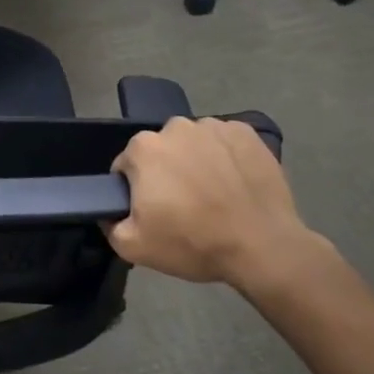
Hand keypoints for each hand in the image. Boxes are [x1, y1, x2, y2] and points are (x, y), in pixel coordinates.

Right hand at [108, 117, 324, 294]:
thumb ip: (110, 225)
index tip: (153, 211)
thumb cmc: (194, 242)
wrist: (263, 246)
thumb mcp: (135, 247)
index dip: (136, 190)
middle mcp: (175, 127)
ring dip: (197, 162)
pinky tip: (236, 184)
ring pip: (194, 144)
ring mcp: (213, 126)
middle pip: (161, 150)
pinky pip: (226, 142)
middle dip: (166, 172)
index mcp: (143, 148)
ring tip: (214, 195)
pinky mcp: (246, 133)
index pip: (127, 166)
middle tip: (184, 206)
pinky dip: (227, 157)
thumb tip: (110, 213)